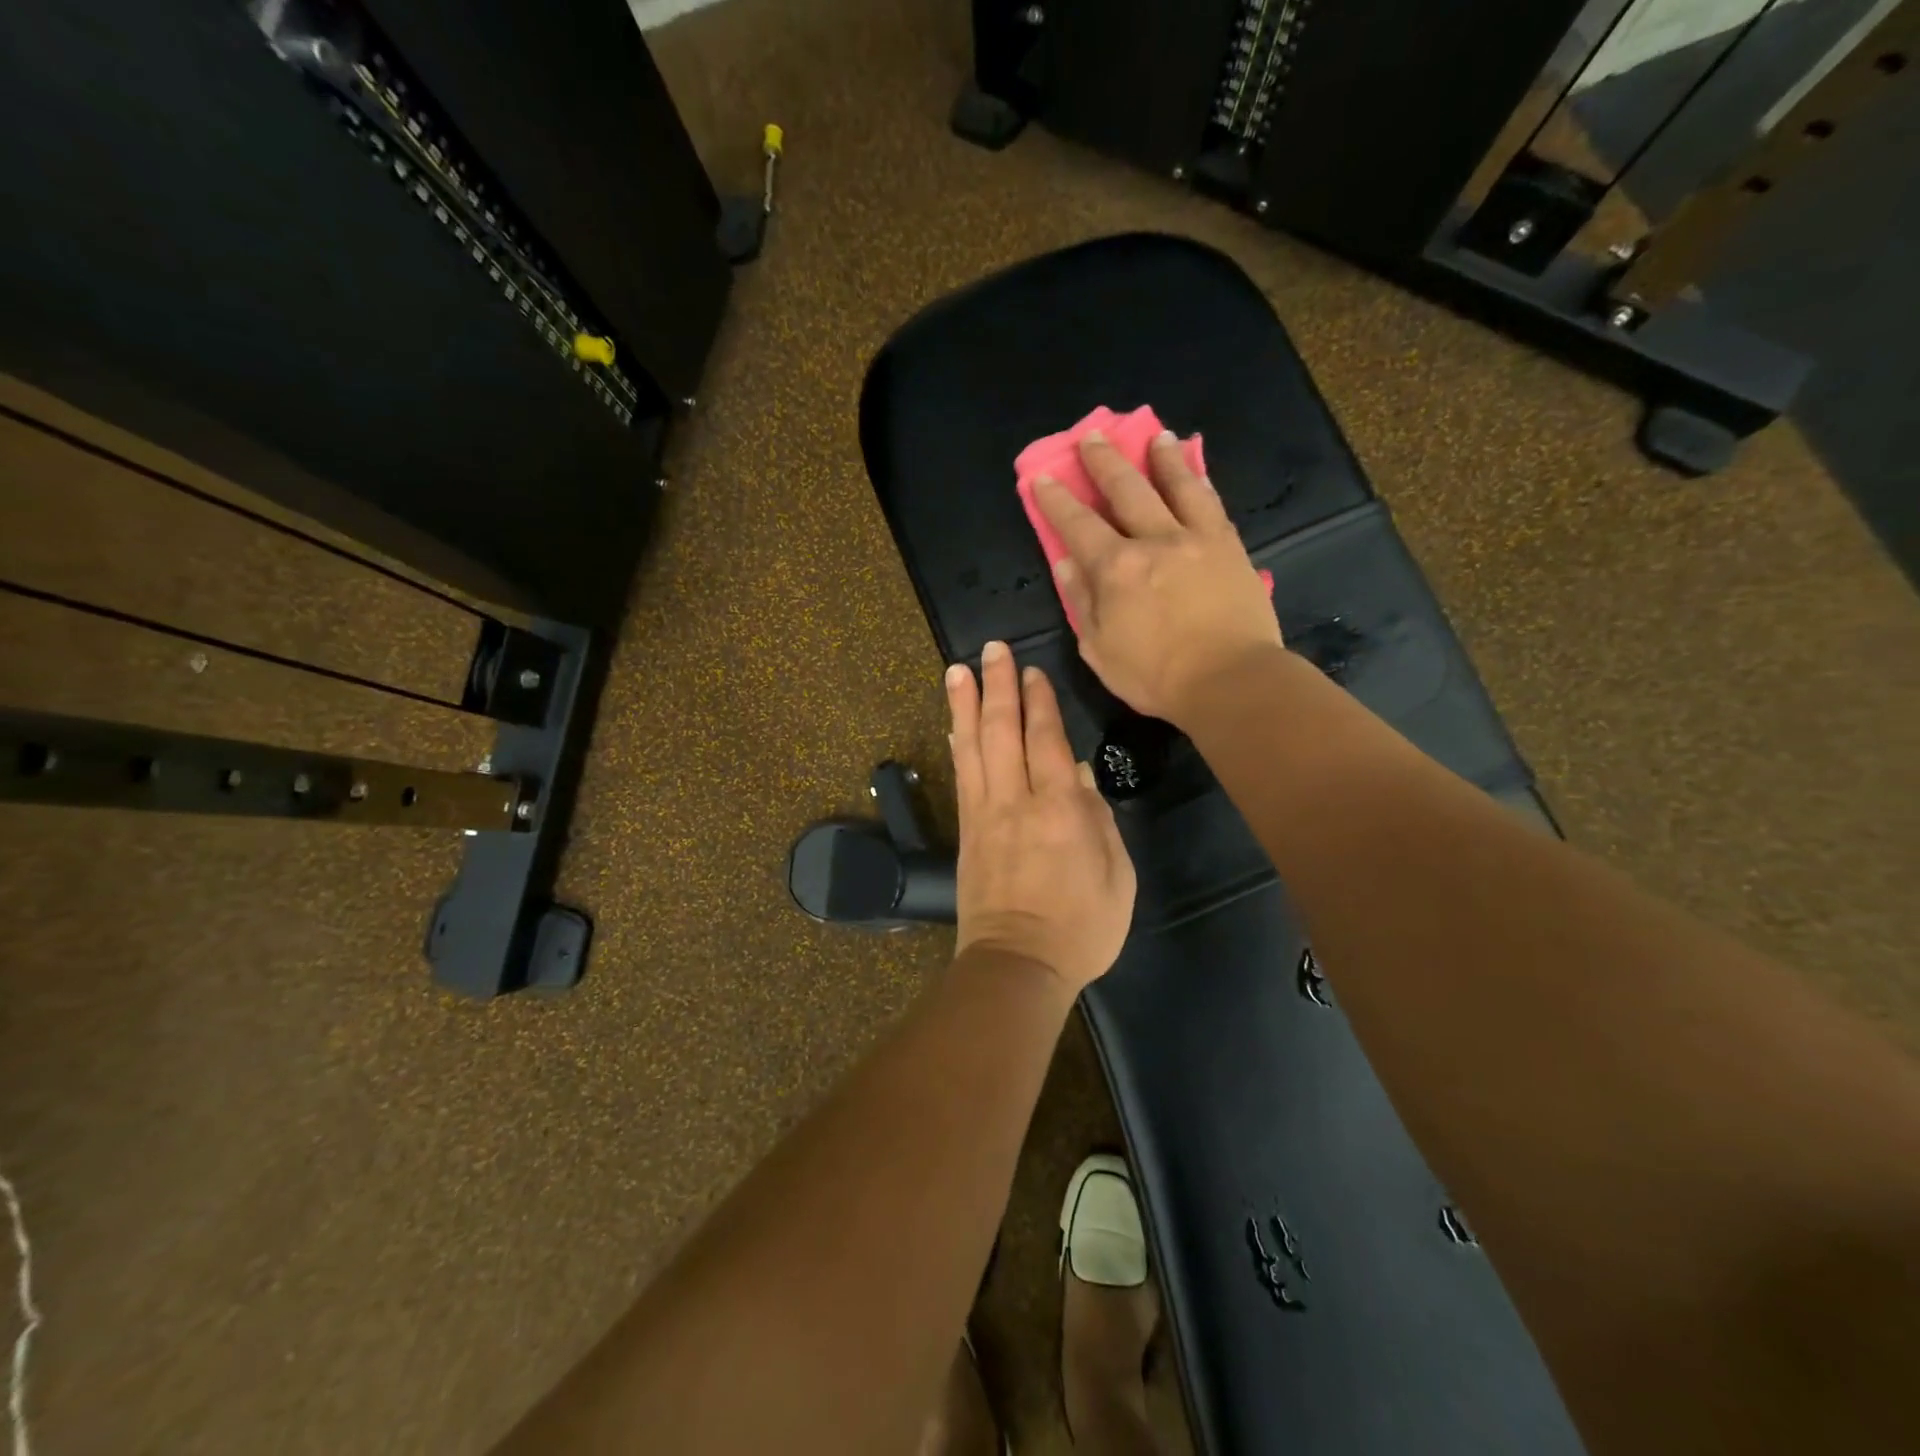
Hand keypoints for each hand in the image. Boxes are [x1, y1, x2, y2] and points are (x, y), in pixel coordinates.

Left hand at [947, 641, 1135, 994]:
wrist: (1017, 965)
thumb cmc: (1080, 927)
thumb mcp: (1116, 877)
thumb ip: (1099, 820)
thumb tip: (1076, 774)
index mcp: (1059, 810)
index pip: (1046, 740)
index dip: (1039, 701)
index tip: (1032, 669)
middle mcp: (1016, 802)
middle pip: (1002, 732)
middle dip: (998, 686)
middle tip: (991, 650)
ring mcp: (984, 815)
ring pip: (973, 748)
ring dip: (965, 705)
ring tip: (957, 670)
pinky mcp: (965, 832)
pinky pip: (961, 777)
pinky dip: (957, 745)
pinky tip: (954, 725)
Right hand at [1034, 431, 1282, 726]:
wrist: (1231, 681)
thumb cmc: (1156, 676)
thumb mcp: (1100, 650)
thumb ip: (1082, 603)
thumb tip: (1065, 565)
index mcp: (1115, 569)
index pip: (1078, 525)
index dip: (1057, 500)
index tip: (1042, 478)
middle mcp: (1153, 540)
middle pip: (1125, 490)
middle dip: (1104, 462)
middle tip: (1091, 437)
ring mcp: (1196, 538)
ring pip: (1175, 485)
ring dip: (1160, 458)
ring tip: (1155, 436)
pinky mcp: (1229, 546)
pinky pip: (1211, 503)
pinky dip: (1199, 481)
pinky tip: (1195, 469)